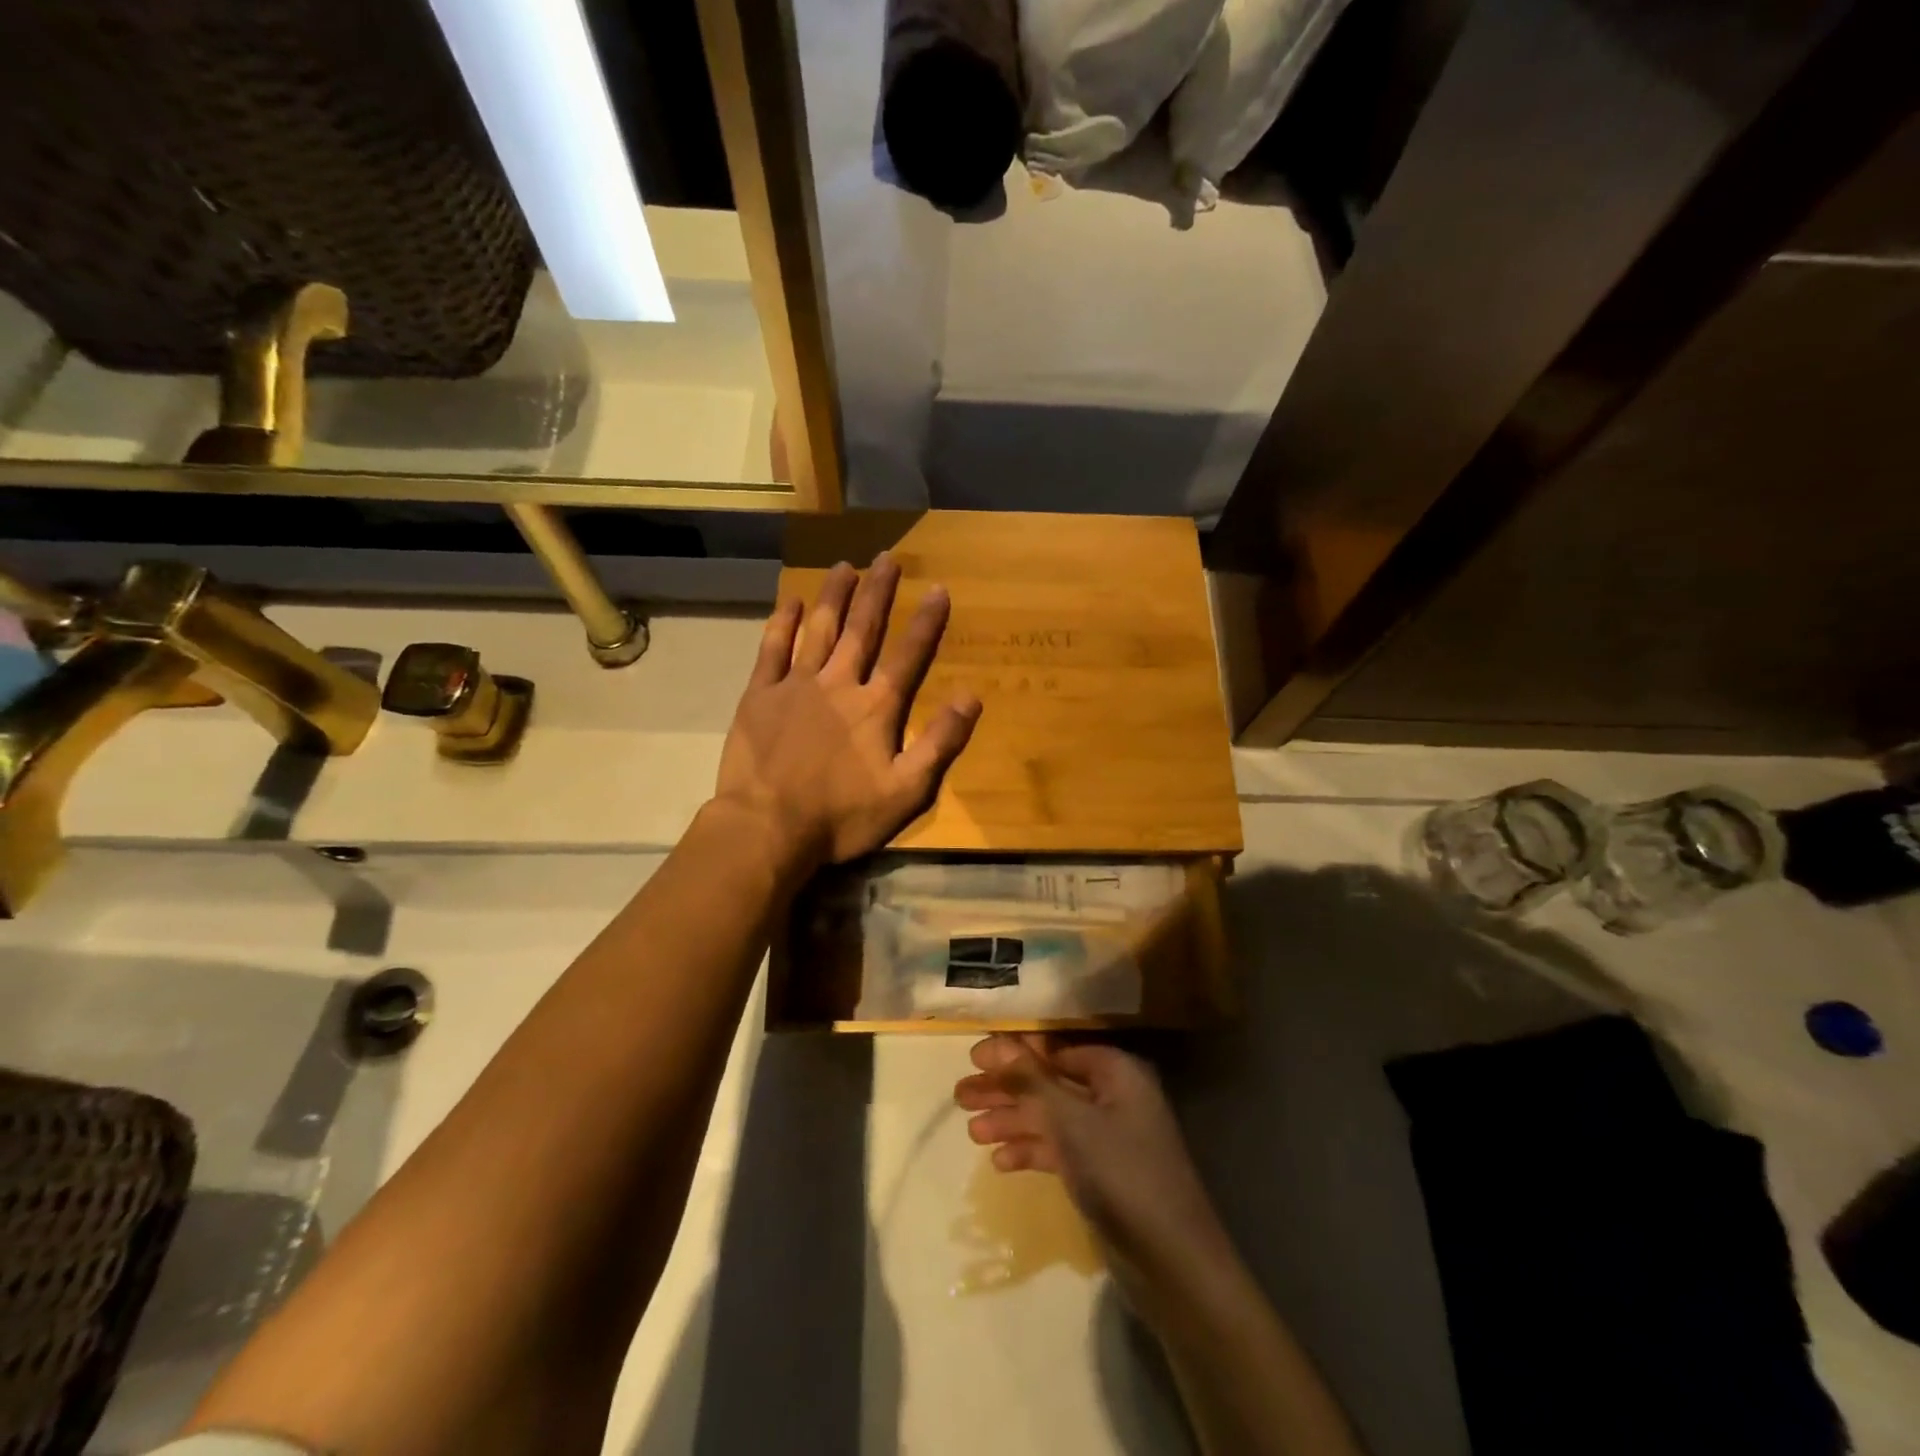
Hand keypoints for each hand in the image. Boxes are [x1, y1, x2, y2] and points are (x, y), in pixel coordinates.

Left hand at [714, 553, 981, 870]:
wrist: (768, 827)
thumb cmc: (842, 816)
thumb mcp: (906, 791)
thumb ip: (940, 742)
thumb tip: (971, 696)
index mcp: (876, 707)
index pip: (908, 655)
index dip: (926, 622)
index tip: (938, 588)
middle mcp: (839, 684)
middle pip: (863, 629)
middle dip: (878, 592)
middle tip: (887, 557)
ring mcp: (796, 685)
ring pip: (820, 629)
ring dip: (834, 596)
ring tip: (845, 566)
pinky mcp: (760, 695)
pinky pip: (773, 649)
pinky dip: (784, 623)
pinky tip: (792, 601)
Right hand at [955, 1035, 1226, 1270]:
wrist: (1172, 1263)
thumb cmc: (1121, 1173)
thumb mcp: (1071, 1121)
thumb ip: (1032, 1081)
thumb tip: (998, 1045)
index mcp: (1115, 1072)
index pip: (1056, 1049)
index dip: (1015, 1052)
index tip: (974, 1058)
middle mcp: (1113, 1097)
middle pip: (1050, 1083)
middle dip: (1007, 1089)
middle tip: (961, 1097)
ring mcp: (1108, 1137)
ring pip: (1051, 1118)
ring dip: (1013, 1122)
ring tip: (971, 1132)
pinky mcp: (1102, 1173)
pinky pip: (1060, 1150)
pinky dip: (1032, 1152)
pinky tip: (999, 1163)